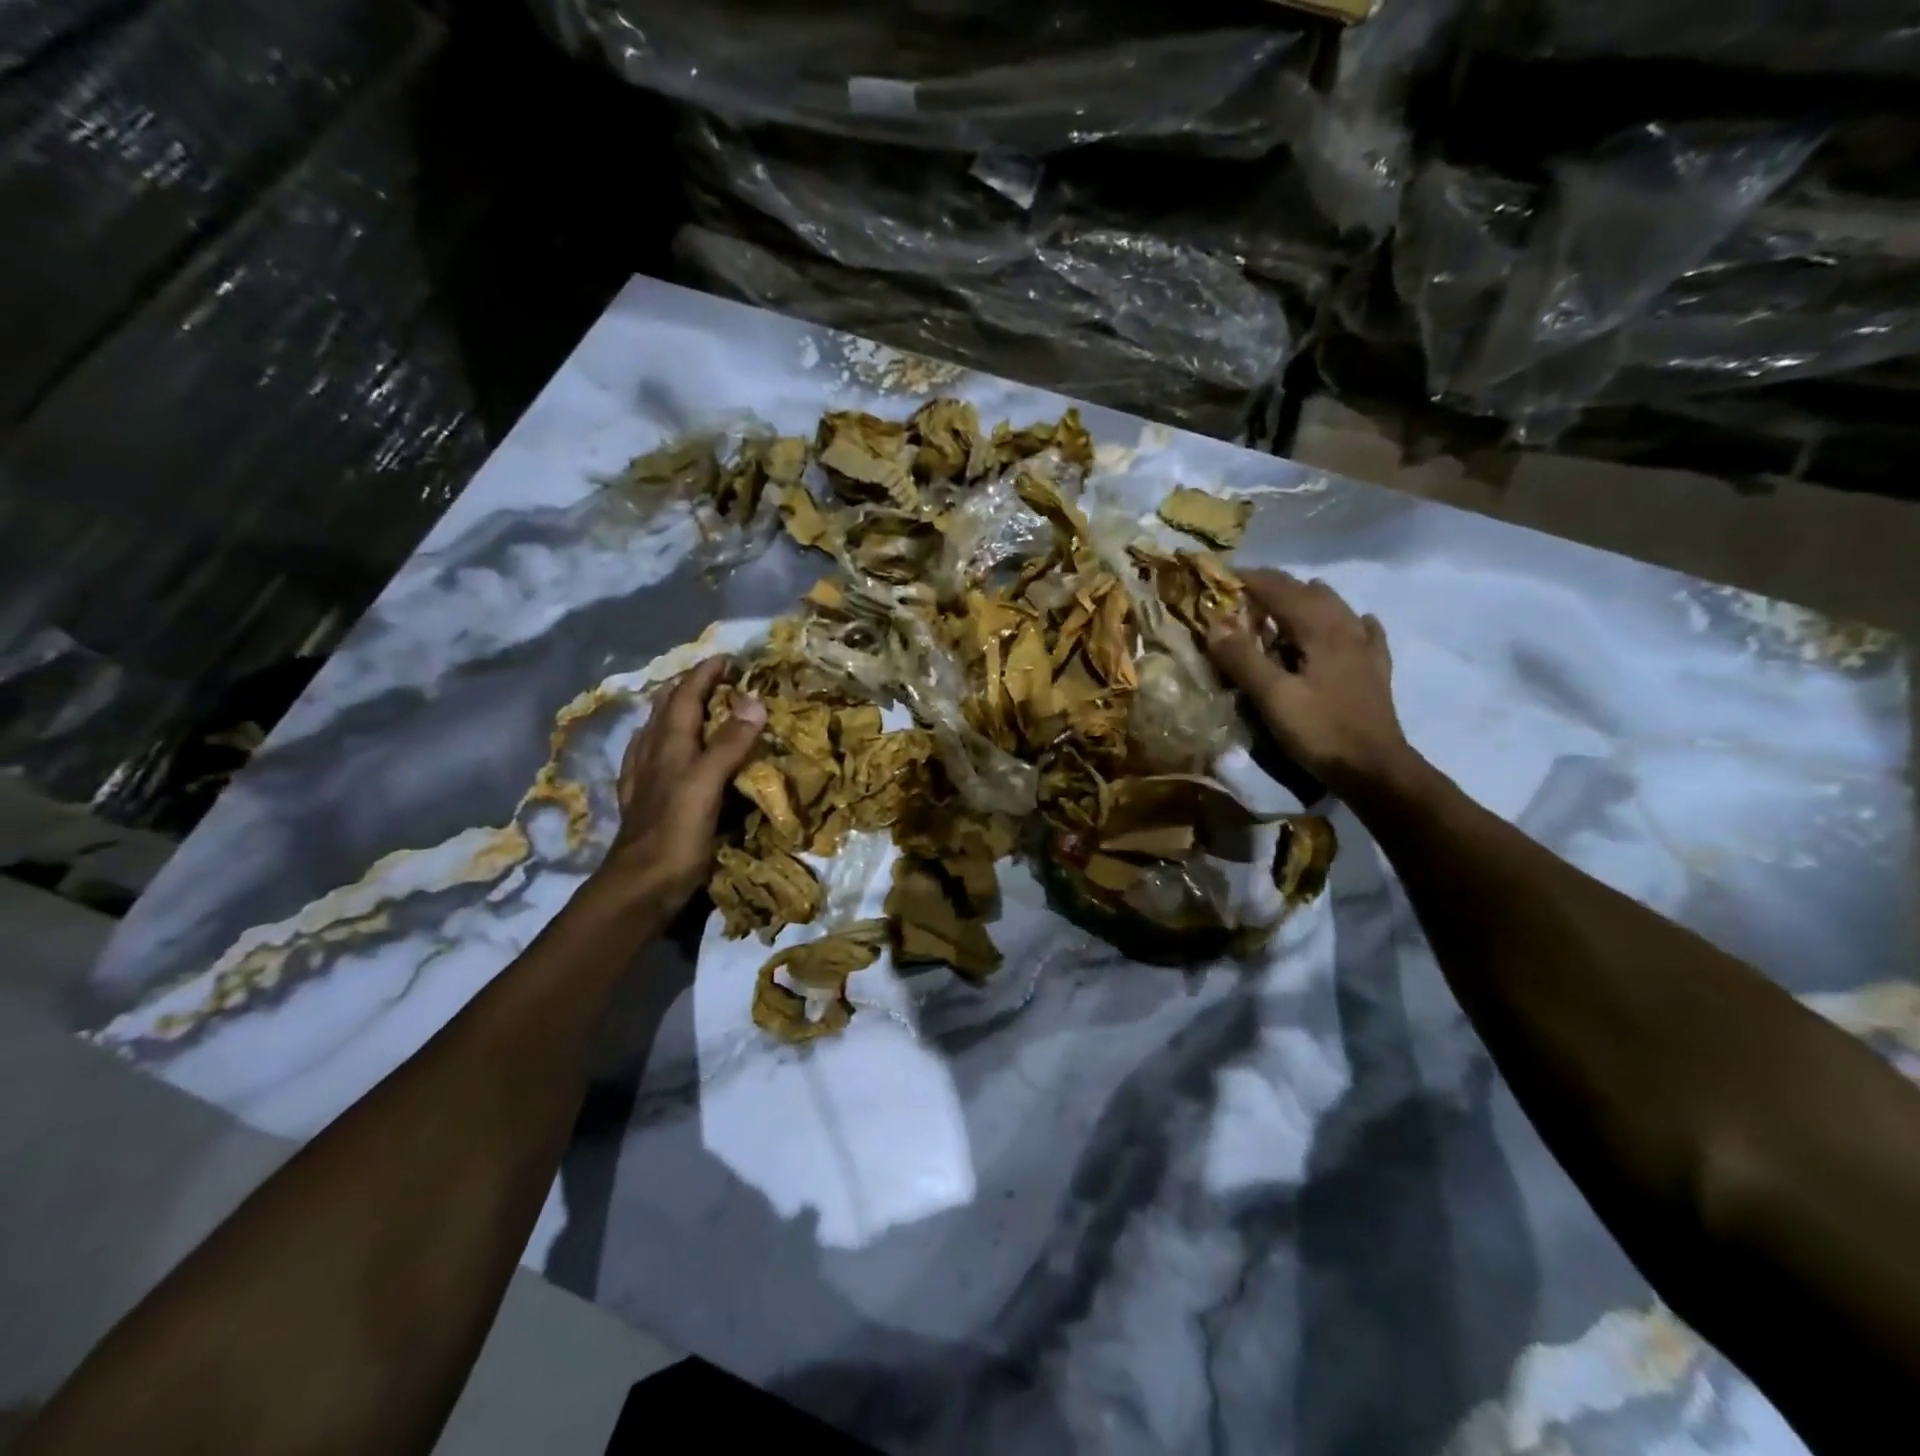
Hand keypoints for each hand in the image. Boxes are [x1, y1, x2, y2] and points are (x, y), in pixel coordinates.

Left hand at [595, 656, 765, 913]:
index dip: (704, 675)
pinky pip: (653, 760)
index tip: (727, 657)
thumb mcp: (706, 785)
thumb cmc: (676, 835)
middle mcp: (652, 756)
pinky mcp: (645, 804)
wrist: (639, 889)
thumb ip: (729, 744)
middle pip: (666, 710)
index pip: (685, 697)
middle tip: (714, 679)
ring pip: (656, 733)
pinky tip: (668, 755)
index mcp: (668, 746)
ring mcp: (644, 781)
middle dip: (688, 688)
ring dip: (675, 713)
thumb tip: (754, 701)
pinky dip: (667, 744)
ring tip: (694, 708)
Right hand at [1206, 570, 1418, 800]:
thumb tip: (1215, 622)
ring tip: (1285, 607)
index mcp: (1320, 630)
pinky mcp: (1375, 671)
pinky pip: (1364, 633)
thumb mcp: (1272, 697)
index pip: (1282, 591)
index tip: (1224, 576)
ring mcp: (1365, 649)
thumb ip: (1243, 658)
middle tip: (1247, 594)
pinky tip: (1353, 624)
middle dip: (1277, 588)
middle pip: (1310, 594)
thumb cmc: (1320, 731)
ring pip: (1336, 608)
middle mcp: (1346, 629)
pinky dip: (1349, 622)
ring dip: (1307, 601)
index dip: (1252, 580)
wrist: (1374, 768)